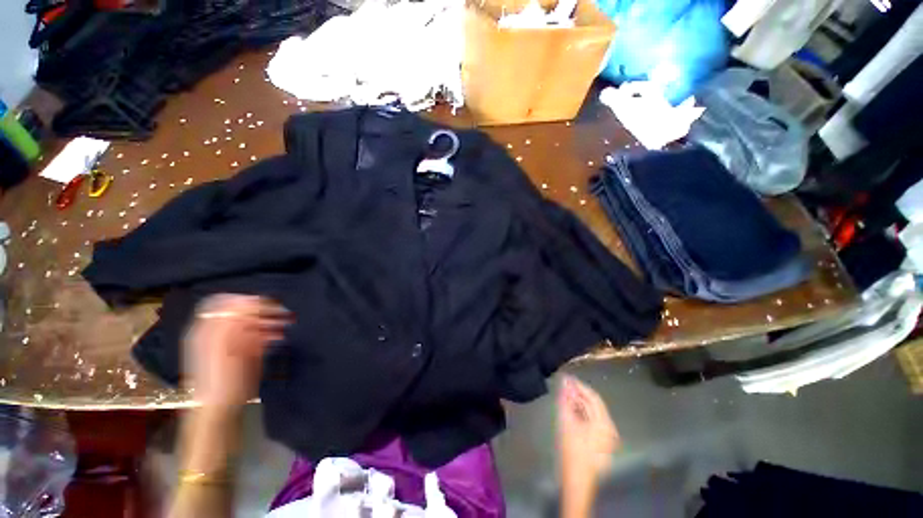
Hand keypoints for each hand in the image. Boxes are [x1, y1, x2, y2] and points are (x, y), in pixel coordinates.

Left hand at [184, 294, 290, 411]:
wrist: (221, 408)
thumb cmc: (221, 377)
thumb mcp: (225, 346)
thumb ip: (234, 321)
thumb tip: (250, 301)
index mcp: (208, 329)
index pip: (224, 302)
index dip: (243, 300)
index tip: (264, 303)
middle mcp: (218, 332)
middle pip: (240, 311)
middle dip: (262, 309)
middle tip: (282, 312)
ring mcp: (231, 342)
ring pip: (251, 322)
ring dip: (270, 320)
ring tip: (286, 323)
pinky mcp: (242, 352)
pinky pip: (257, 335)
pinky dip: (269, 332)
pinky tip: (279, 335)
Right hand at [557, 374, 619, 482]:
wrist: (576, 481)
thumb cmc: (573, 450)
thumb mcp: (567, 422)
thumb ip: (566, 399)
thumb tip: (564, 381)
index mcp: (605, 423)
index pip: (593, 397)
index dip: (579, 386)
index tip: (567, 377)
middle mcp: (609, 428)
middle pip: (594, 405)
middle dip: (578, 394)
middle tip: (564, 385)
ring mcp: (607, 438)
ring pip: (593, 414)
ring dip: (579, 404)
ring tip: (565, 395)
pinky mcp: (601, 444)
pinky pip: (592, 423)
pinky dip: (582, 414)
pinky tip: (571, 410)